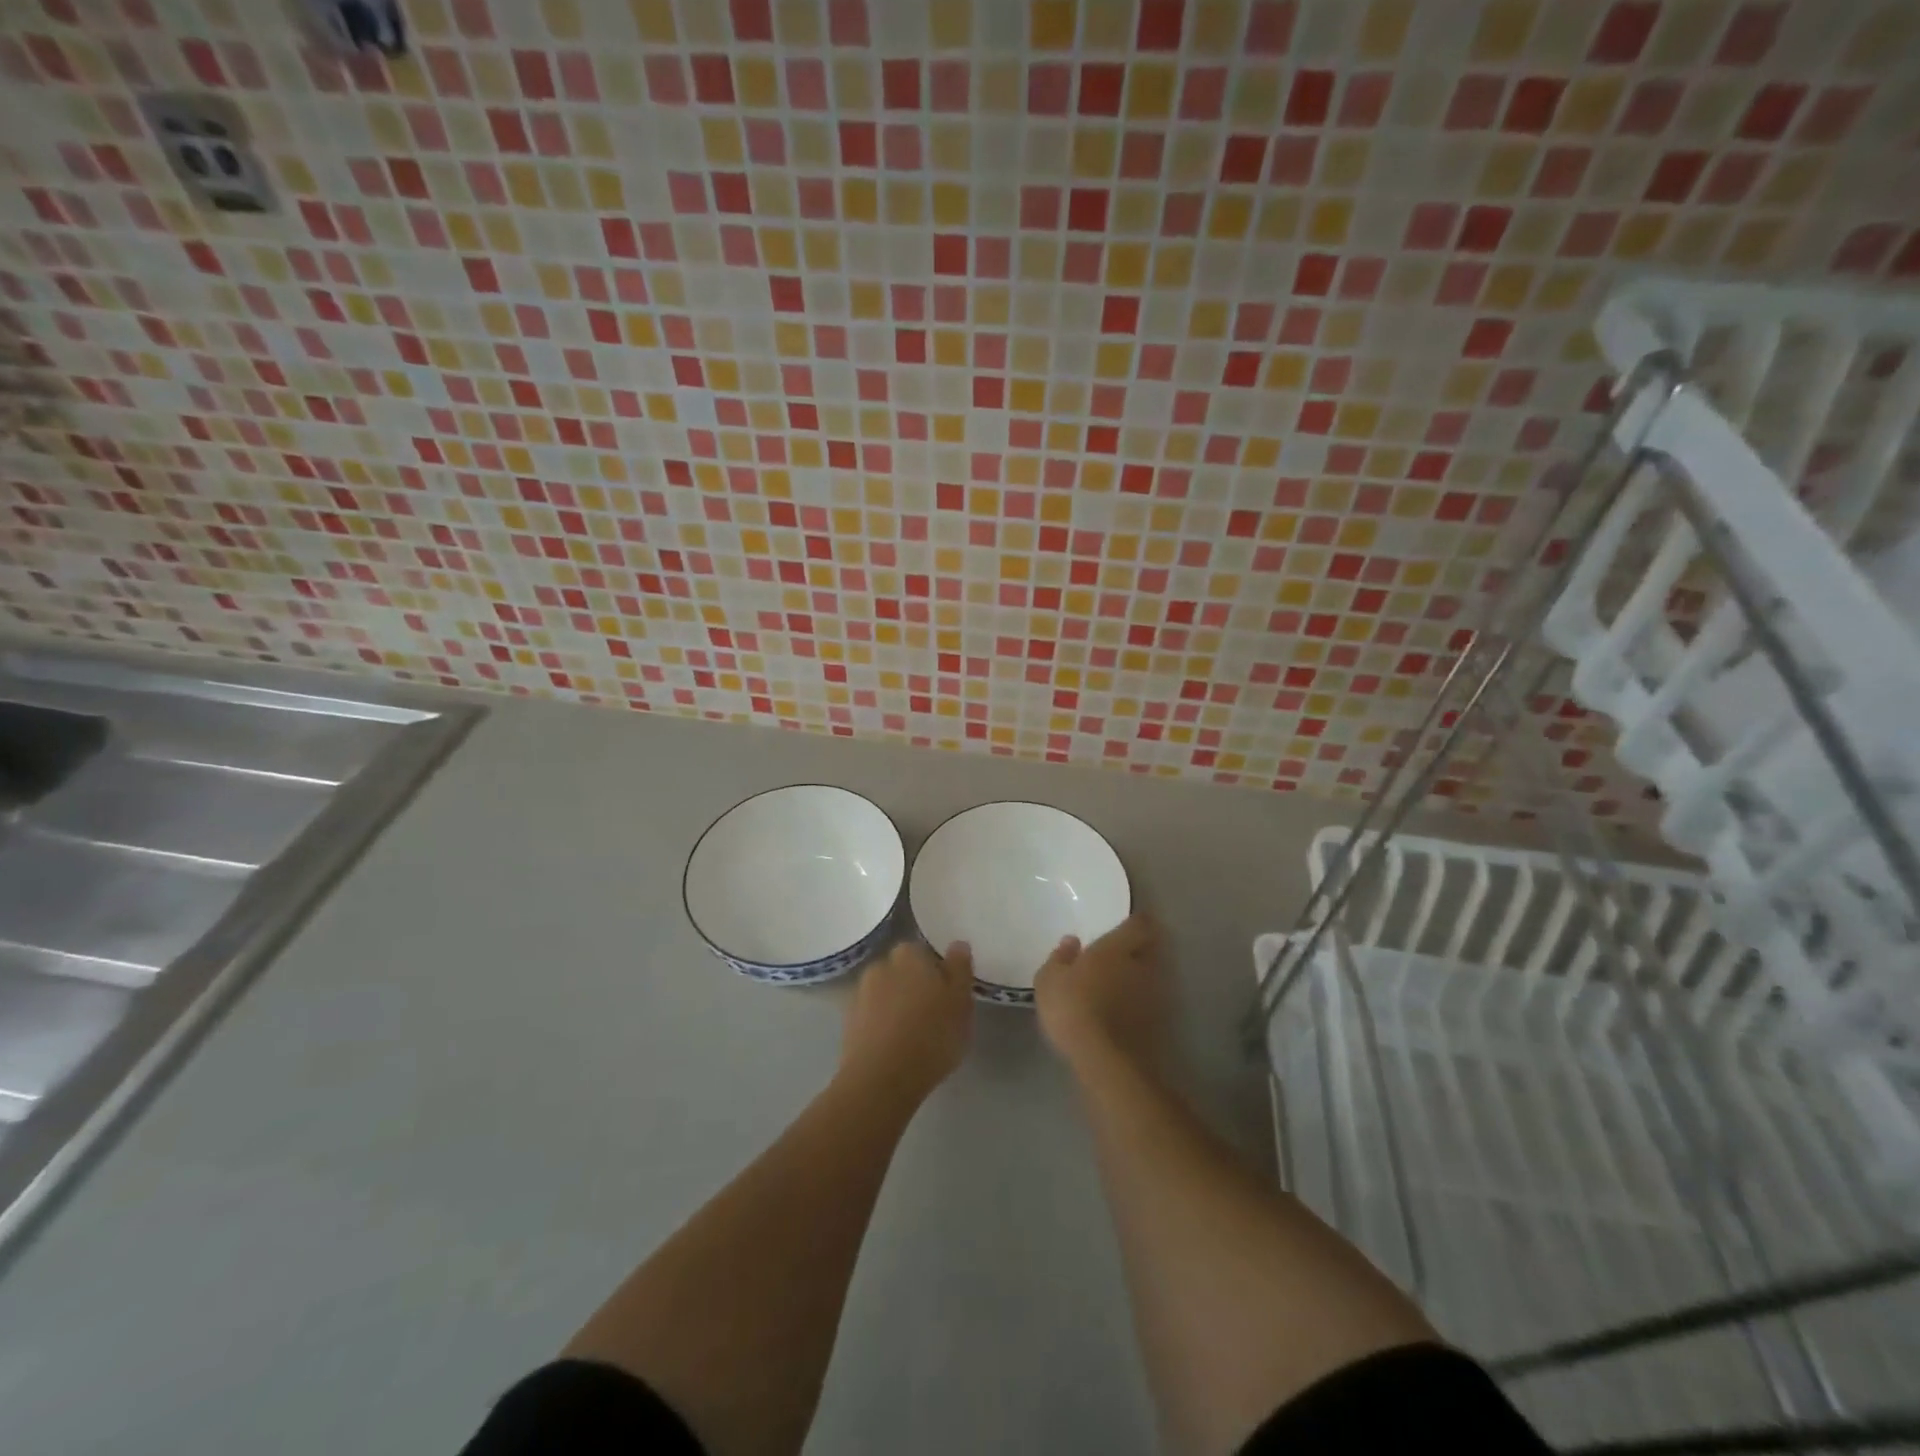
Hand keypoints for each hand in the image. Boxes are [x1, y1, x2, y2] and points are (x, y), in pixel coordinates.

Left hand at [840, 940, 974, 1101]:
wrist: (880, 1080)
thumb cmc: (930, 1037)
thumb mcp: (961, 1003)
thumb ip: (960, 969)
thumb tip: (957, 944)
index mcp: (909, 954)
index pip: (924, 952)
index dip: (936, 971)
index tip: (947, 994)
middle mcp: (881, 965)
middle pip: (902, 970)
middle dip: (914, 985)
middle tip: (933, 1014)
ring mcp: (860, 993)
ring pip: (886, 992)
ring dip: (896, 1004)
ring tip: (913, 1034)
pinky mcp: (848, 1022)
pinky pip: (872, 1015)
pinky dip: (882, 1024)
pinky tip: (894, 1046)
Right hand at [1033, 914, 1167, 1074]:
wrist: (1104, 1059)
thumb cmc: (1072, 1007)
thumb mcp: (1049, 979)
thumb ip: (1061, 957)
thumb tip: (1072, 941)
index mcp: (1116, 948)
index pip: (1138, 924)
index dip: (1136, 921)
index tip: (1128, 923)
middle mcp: (1141, 966)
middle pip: (1150, 949)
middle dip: (1141, 948)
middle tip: (1123, 953)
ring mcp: (1154, 996)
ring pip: (1152, 977)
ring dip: (1141, 977)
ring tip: (1122, 985)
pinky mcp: (1158, 1024)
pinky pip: (1150, 1004)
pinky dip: (1140, 1003)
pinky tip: (1124, 1012)